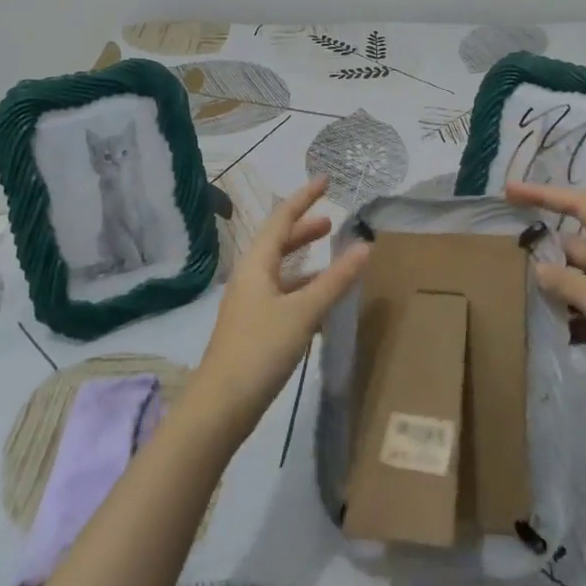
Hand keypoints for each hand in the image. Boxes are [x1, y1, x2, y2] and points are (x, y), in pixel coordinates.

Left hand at [186, 177, 369, 435]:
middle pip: (278, 242)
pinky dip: (302, 288)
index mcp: (256, 264)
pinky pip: (282, 294)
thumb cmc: (260, 348)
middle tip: (331, 221)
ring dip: (304, 259)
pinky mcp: (254, 327)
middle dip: (303, 228)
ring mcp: (250, 303)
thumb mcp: (303, 311)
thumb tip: (364, 246)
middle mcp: (250, 277)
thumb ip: (335, 280)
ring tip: (330, 256)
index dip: (304, 198)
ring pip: (280, 270)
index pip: (281, 218)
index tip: (325, 180)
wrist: (221, 404)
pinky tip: (320, 301)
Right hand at [506, 181, 585, 416]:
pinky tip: (549, 328)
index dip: (545, 195)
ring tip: (521, 296)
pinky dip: (573, 315)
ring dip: (558, 289)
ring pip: (583, 279)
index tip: (510, 191)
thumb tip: (538, 269)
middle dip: (548, 255)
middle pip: (579, 247)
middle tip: (509, 262)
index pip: (583, 206)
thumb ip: (566, 283)